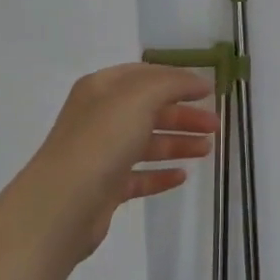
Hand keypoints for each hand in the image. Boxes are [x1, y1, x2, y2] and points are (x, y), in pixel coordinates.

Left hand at [16, 63, 219, 262]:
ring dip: (177, 143)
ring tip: (206, 150)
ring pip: (146, 143)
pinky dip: (160, 174)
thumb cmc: (102, 139)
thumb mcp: (140, 96)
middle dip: (183, 115)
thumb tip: (199, 81)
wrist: (64, 203)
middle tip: (216, 125)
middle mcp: (99, 117)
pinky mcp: (104, 188)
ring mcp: (101, 154)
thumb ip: (172, 83)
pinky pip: (138, 176)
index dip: (178, 80)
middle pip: (149, 110)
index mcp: (102, 88)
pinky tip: (181, 176)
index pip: (146, 75)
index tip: (209, 91)